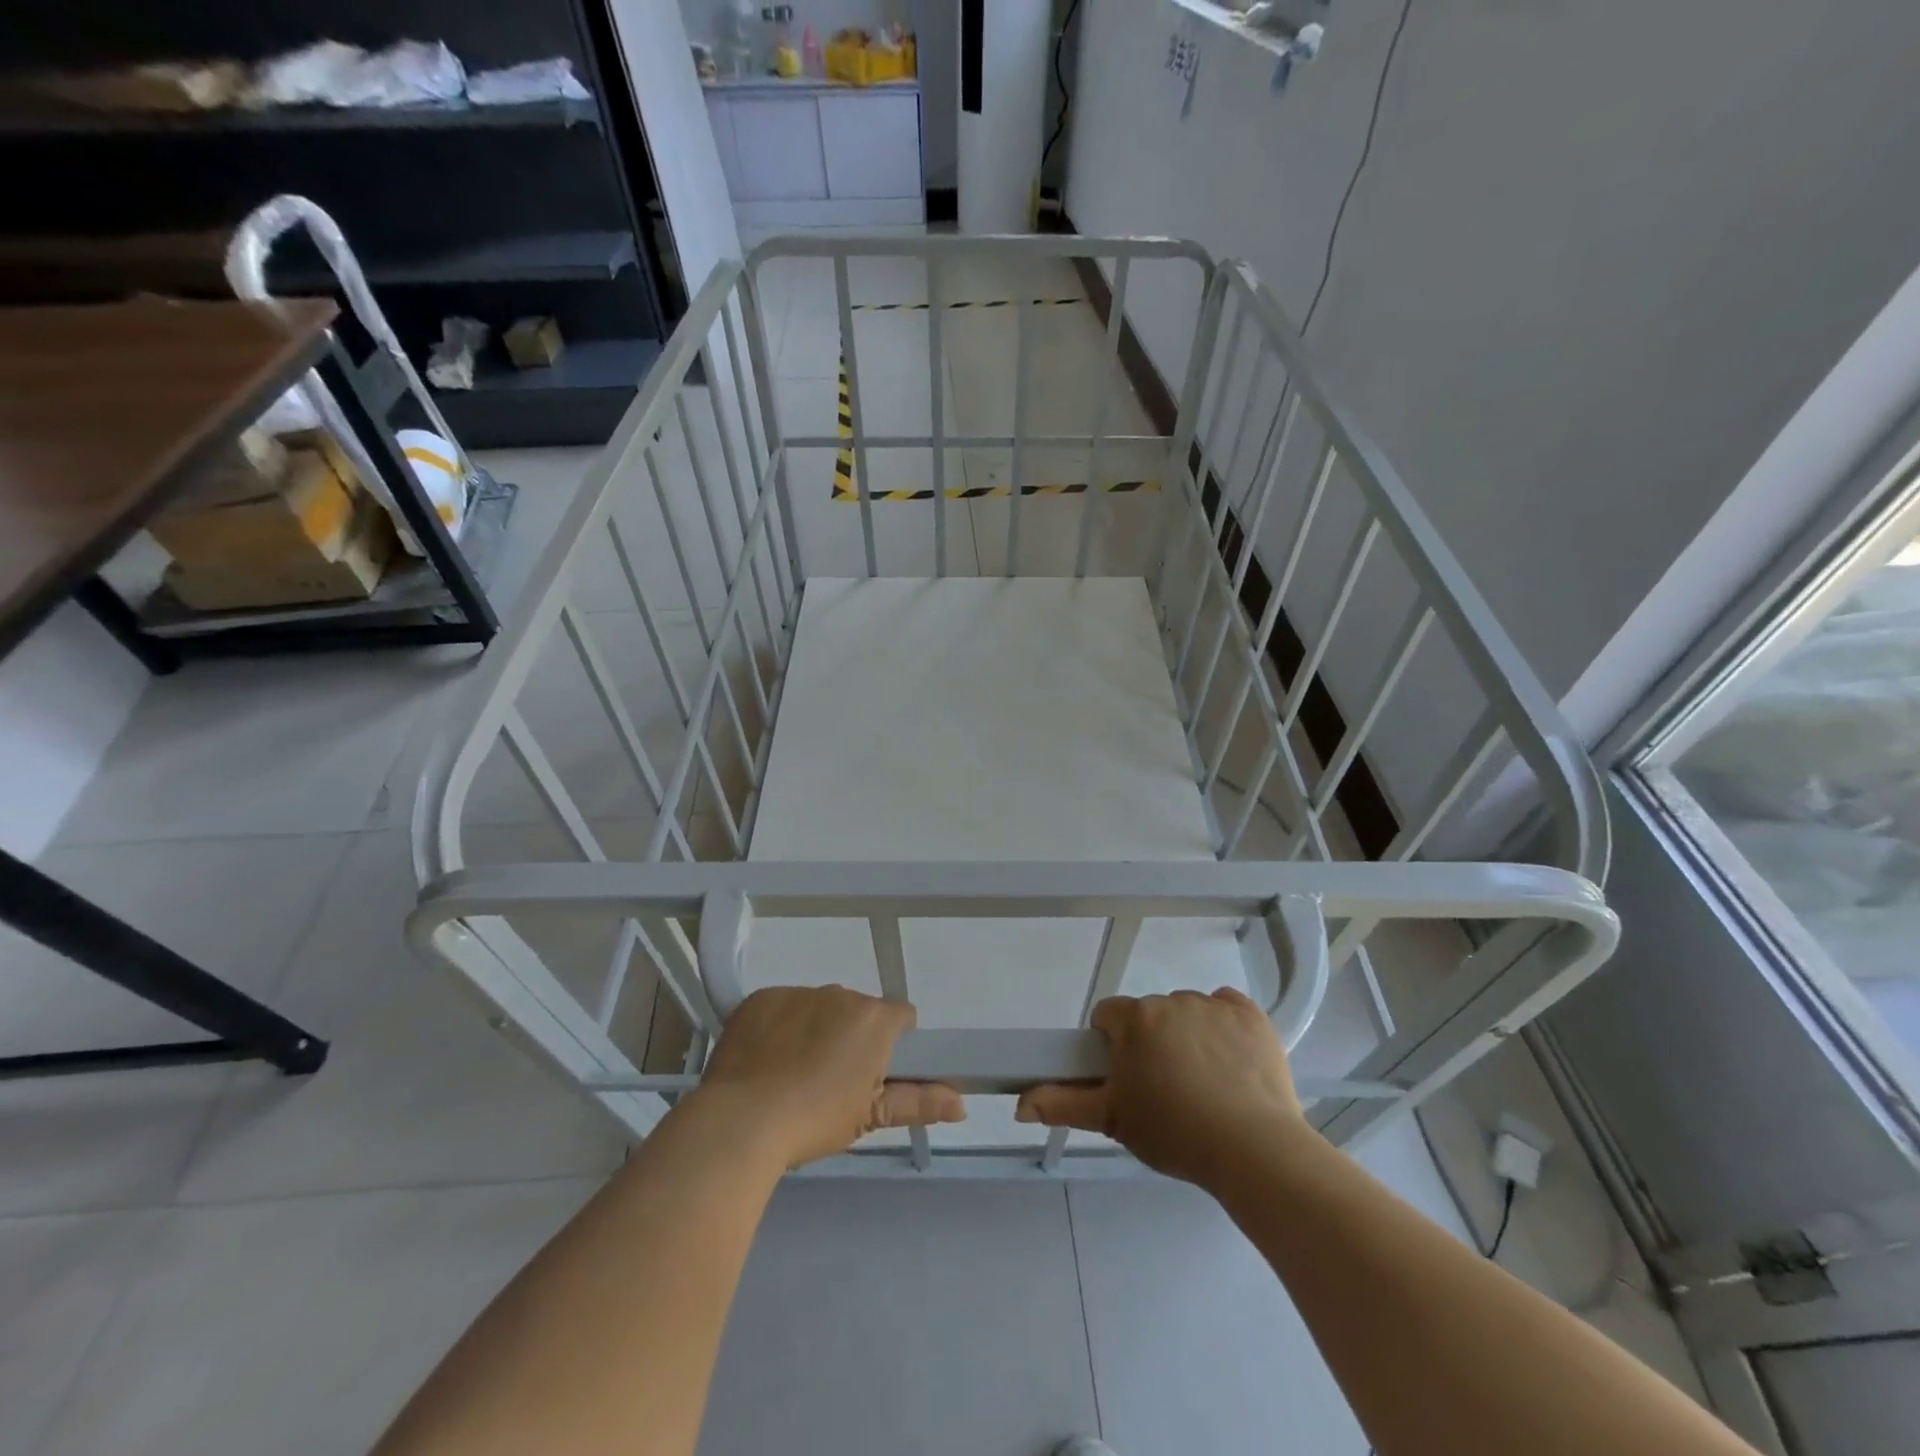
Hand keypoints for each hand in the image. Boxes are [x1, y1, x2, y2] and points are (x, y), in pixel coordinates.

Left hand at [695, 985, 965, 1168]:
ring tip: (791, 1074)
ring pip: (818, 1007)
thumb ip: (918, 1103)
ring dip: (815, 1029)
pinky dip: (779, 1027)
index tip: (873, 1074)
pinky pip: (782, 1007)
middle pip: (857, 1011)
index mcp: (874, 1018)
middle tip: (830, 1082)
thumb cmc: (816, 1120)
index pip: (900, 1018)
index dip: (892, 1045)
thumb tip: (962, 1105)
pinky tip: (765, 1061)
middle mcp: (840, 993)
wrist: (741, 1121)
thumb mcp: (870, 1116)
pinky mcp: (761, 997)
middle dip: (851, 1037)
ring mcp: (798, 992)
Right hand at [1015, 988, 1307, 1187]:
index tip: (1127, 1078)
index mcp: (1134, 1019)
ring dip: (1188, 1036)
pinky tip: (1232, 1063)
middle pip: (1149, 1015)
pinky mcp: (1250, 1014)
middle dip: (1151, 1043)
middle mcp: (1170, 1000)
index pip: (1107, 1016)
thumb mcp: (1112, 1121)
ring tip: (1204, 1085)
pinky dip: (1225, 1028)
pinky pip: (1227, 1009)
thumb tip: (1019, 1103)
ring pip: (1187, 1012)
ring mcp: (1213, 1004)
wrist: (1253, 1150)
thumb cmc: (1174, 1133)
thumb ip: (1063, 1105)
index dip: (1112, 1046)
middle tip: (1165, 1089)